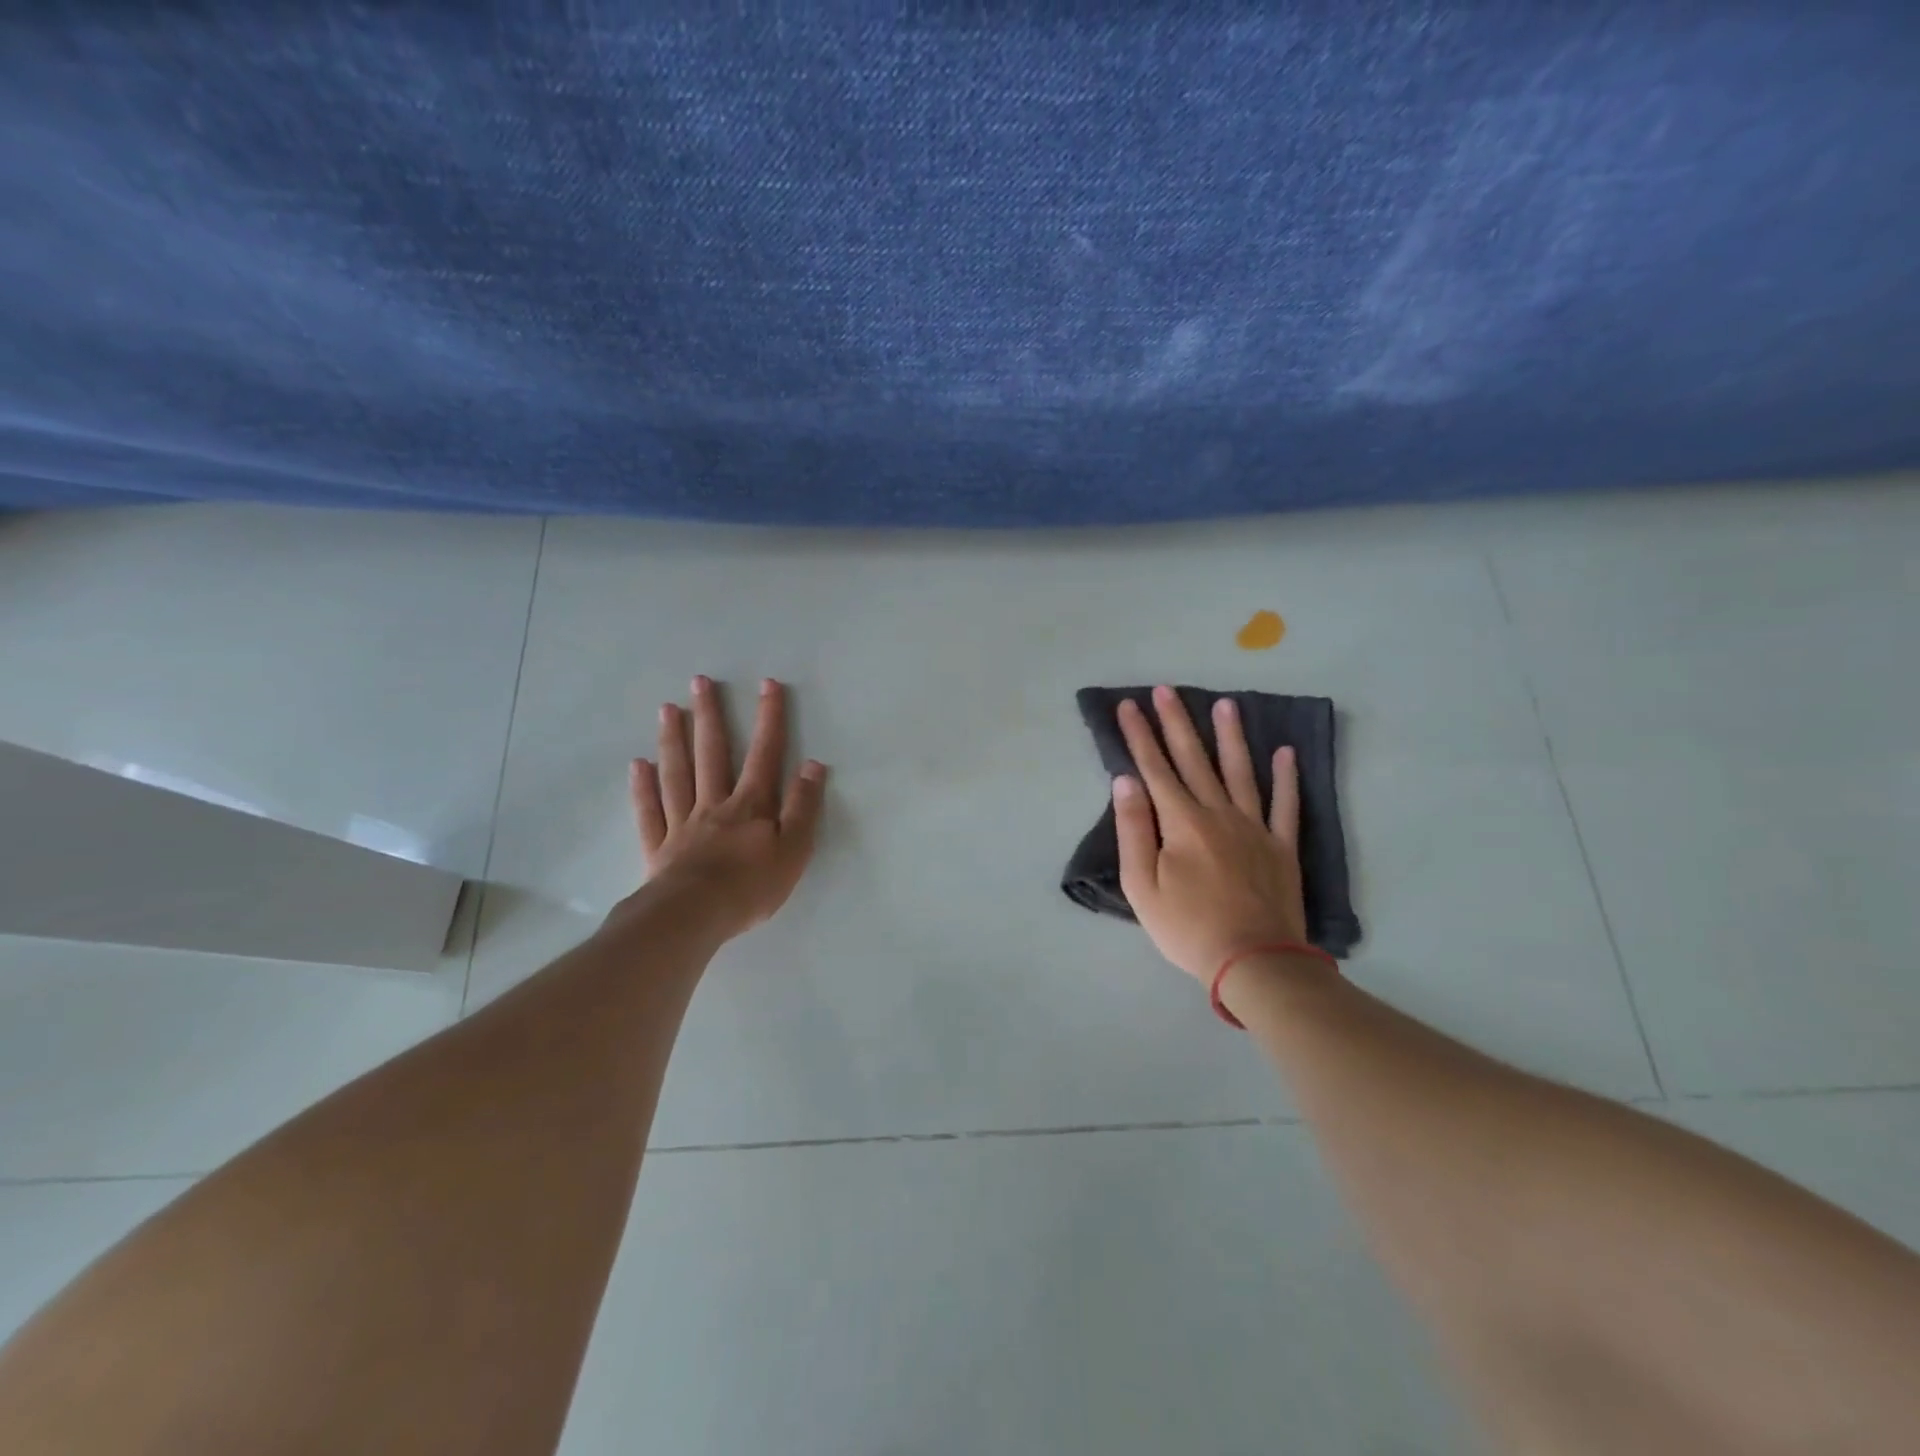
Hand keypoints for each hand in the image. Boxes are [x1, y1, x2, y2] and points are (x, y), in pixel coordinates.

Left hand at [624, 675, 827, 941]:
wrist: (695, 916)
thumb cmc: (752, 885)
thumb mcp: (794, 848)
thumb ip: (804, 807)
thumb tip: (813, 765)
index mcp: (751, 805)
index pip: (765, 754)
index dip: (769, 718)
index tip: (767, 684)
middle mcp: (715, 805)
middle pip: (712, 754)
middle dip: (710, 716)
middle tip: (700, 681)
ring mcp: (683, 824)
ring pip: (677, 774)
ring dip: (674, 740)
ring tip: (668, 708)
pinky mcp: (659, 848)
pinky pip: (650, 812)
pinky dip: (643, 788)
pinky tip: (638, 765)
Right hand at [1112, 686, 1307, 981]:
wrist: (1254, 962)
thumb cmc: (1187, 927)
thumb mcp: (1142, 885)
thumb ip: (1134, 829)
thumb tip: (1126, 781)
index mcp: (1182, 822)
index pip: (1155, 769)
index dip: (1140, 736)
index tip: (1128, 706)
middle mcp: (1218, 813)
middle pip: (1194, 760)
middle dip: (1176, 722)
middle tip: (1166, 689)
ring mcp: (1255, 828)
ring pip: (1241, 771)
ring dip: (1231, 736)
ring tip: (1226, 703)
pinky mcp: (1281, 847)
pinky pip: (1286, 805)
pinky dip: (1287, 778)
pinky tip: (1286, 752)